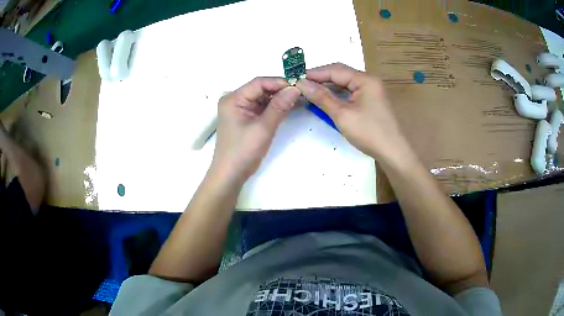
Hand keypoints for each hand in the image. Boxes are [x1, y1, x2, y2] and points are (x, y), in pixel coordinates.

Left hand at [210, 77, 299, 183]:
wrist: (230, 175)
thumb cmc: (243, 151)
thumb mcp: (263, 128)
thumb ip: (279, 106)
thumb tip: (295, 89)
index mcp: (233, 98)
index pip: (259, 83)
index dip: (279, 82)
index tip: (299, 86)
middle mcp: (235, 100)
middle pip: (261, 89)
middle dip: (281, 90)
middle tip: (302, 93)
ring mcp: (240, 110)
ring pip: (263, 98)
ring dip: (279, 99)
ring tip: (299, 99)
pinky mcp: (245, 119)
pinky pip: (262, 108)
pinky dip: (275, 108)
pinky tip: (289, 107)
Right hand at [296, 63, 409, 160]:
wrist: (393, 152)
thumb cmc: (369, 133)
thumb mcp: (342, 114)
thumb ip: (321, 97)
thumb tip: (301, 83)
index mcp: (365, 79)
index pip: (335, 70)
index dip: (314, 73)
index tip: (295, 78)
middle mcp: (369, 80)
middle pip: (340, 74)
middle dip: (320, 78)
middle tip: (300, 85)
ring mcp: (371, 91)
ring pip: (345, 83)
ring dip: (327, 87)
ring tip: (309, 91)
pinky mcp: (370, 101)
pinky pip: (350, 93)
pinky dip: (337, 95)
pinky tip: (325, 99)